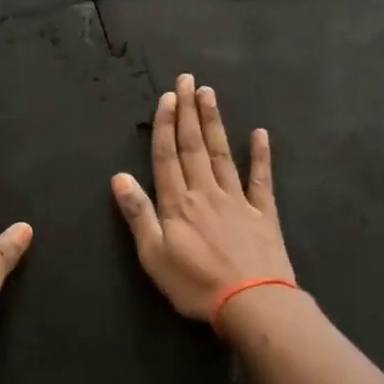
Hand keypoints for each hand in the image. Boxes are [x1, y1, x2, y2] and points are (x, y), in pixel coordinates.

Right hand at [112, 73, 294, 323]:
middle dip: (188, 112)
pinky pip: (261, 179)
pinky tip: (259, 134)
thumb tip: (119, 176)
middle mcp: (205, 192)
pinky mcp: (264, 214)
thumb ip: (138, 214)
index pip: (167, 156)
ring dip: (214, 122)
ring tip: (210, 94)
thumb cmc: (195, 284)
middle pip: (194, 146)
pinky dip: (261, 155)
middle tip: (188, 80)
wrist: (253, 303)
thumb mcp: (153, 255)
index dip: (165, 125)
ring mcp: (237, 200)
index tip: (167, 97)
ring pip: (222, 154)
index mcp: (177, 203)